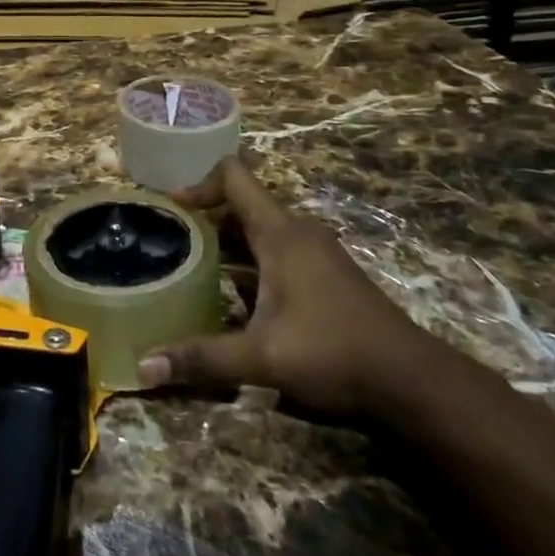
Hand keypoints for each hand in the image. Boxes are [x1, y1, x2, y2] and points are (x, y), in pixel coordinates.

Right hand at [136, 156, 435, 414]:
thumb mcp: (260, 357)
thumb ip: (201, 358)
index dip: (198, 183)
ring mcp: (316, 251)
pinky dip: (250, 258)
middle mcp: (298, 231)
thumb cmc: (332, 352)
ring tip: (193, 263)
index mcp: (280, 232)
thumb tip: (142, 368)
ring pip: (261, 228)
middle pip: (243, 202)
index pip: (234, 175)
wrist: (411, 379)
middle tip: (171, 239)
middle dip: (206, 216)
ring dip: (228, 240)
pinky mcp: (327, 273)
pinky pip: (278, 248)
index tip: (171, 208)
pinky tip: (235, 294)